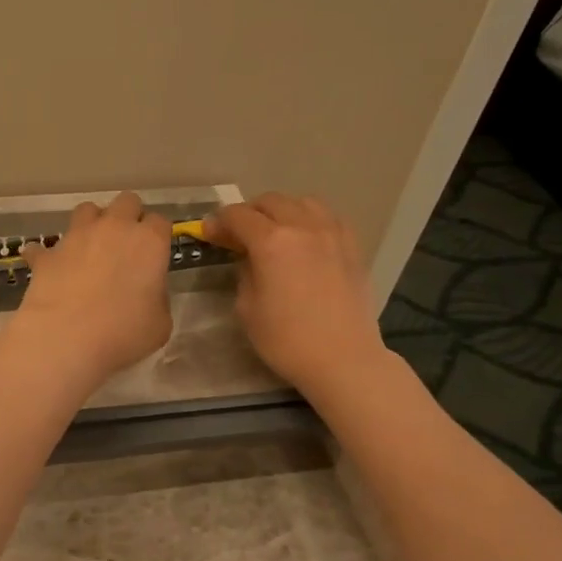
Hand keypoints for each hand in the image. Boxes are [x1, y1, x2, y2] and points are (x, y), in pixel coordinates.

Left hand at [10, 192, 173, 387]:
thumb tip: (147, 293)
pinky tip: (49, 268)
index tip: (155, 254)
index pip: (160, 222)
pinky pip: (45, 247)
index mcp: (149, 242)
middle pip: (126, 202)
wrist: (66, 338)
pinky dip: (48, 255)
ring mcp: (77, 236)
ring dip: (92, 224)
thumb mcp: (160, 324)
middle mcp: (114, 228)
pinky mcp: (48, 254)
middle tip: (126, 246)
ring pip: (87, 210)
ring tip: (90, 249)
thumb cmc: (124, 333)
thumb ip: (157, 298)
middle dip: (128, 217)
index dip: (158, 236)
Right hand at [200, 193, 386, 394]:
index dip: (218, 222)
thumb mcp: (247, 308)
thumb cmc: (287, 340)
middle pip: (270, 201)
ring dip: (281, 210)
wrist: (343, 359)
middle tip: (238, 234)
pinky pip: (328, 217)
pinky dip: (310, 220)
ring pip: (302, 202)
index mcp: (272, 242)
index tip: (209, 234)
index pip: (238, 216)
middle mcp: (303, 226)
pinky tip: (306, 239)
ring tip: (274, 231)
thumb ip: (244, 273)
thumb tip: (248, 257)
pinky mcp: (352, 245)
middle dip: (249, 213)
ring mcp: (332, 232)